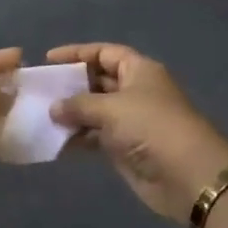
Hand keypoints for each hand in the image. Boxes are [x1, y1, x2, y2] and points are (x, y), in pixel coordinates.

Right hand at [47, 44, 227, 223]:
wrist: (186, 175)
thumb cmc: (150, 127)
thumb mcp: (111, 108)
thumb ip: (78, 105)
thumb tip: (54, 108)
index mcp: (139, 70)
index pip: (104, 52)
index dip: (77, 53)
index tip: (49, 58)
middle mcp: (135, 91)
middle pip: (98, 80)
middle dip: (71, 85)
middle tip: (41, 90)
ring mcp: (131, 120)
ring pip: (94, 110)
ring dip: (71, 113)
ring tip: (41, 116)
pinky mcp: (125, 147)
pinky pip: (95, 136)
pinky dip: (77, 137)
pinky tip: (55, 141)